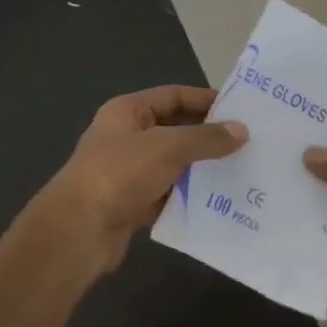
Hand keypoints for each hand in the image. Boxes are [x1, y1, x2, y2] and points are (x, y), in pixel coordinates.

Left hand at [34, 85, 246, 277]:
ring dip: (201, 168)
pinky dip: (189, 196)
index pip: (173, 96)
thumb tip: (242, 130)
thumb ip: (206, 138)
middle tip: (247, 142)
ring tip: (240, 171)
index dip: (205, 100)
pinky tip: (218, 201)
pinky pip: (168, 194)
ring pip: (173, 164)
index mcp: (127, 111)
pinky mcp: (132, 204)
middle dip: (207, 136)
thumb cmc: (120, 173)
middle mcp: (126, 137)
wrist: (79, 230)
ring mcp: (128, 172)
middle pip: (174, 129)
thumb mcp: (168, 147)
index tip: (240, 110)